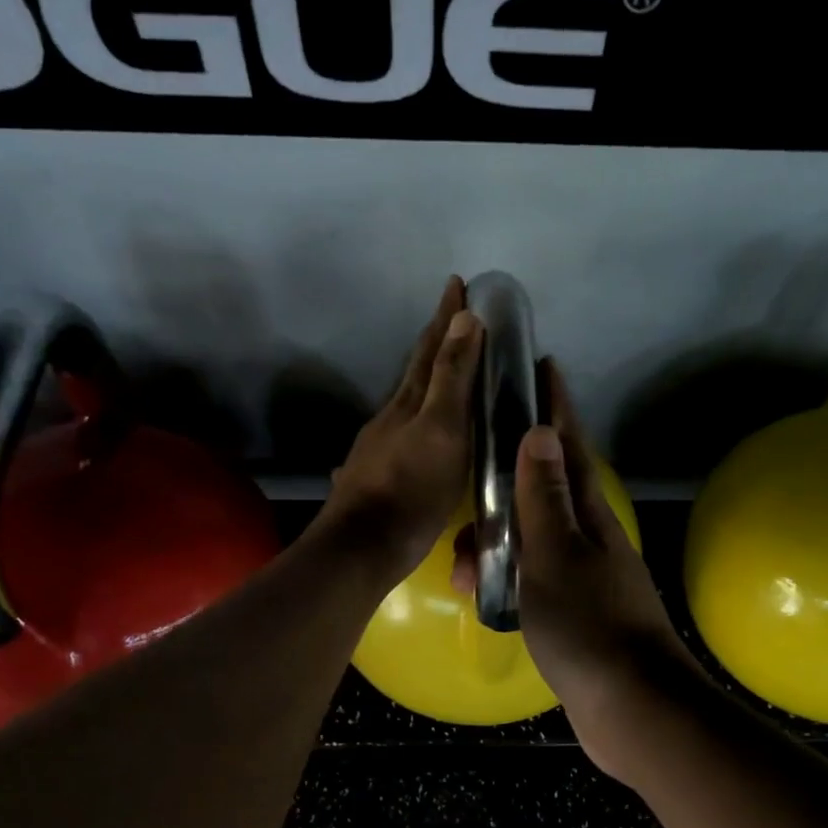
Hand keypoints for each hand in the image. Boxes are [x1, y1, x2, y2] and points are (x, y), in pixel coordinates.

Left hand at [318, 276, 480, 586]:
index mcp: (411, 401)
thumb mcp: (442, 430)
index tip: (458, 282)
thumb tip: (464, 318)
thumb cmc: (412, 488)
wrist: (363, 545)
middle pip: (416, 369)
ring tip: (444, 367)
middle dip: (437, 339)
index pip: (432, 348)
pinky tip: (416, 427)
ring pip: (408, 399)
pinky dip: (418, 415)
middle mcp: (392, 415)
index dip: (447, 316)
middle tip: (454, 314)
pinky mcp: (377, 472)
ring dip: (427, 377)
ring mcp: (380, 444)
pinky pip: (403, 429)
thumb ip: (453, 378)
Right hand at [455, 363, 699, 777]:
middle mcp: (588, 536)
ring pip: (528, 539)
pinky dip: (502, 579)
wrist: (631, 707)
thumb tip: (540, 430)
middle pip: (542, 489)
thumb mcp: (556, 554)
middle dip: (505, 478)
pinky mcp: (572, 610)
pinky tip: (478, 592)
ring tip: (459, 566)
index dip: (555, 405)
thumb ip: (543, 496)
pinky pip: (528, 578)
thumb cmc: (588, 623)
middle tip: (468, 477)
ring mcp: (582, 574)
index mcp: (587, 514)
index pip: (568, 444)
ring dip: (494, 543)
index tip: (542, 365)